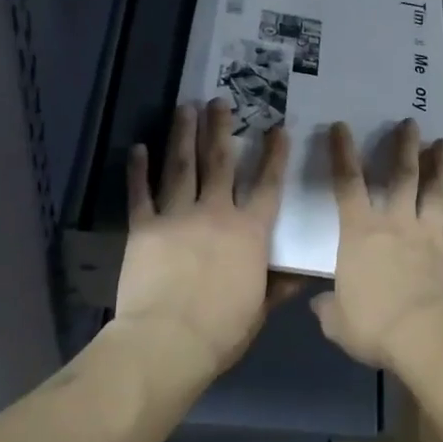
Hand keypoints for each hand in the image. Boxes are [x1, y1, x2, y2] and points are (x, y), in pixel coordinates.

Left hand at [113, 99, 297, 376]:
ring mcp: (177, 216)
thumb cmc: (221, 331)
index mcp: (249, 232)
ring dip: (184, 134)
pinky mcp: (145, 227)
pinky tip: (139, 148)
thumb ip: (279, 286)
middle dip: (221, 128)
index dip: (274, 156)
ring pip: (182, 166)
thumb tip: (304, 273)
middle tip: (221, 100)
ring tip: (186, 107)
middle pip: (221, 162)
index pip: (267, 186)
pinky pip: (141, 192)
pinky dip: (138, 170)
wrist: (167, 341)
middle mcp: (215, 213)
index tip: (277, 129)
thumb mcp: (259, 309)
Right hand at [311, 119, 442, 368]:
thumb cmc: (374, 324)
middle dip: (404, 147)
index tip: (341, 127)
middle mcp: (397, 224)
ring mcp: (431, 236)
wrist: (426, 336)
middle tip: (410, 123)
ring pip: (437, 193)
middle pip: (402, 177)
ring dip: (441, 167)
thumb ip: (328, 308)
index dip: (342, 154)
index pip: (348, 185)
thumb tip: (319, 304)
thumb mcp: (337, 321)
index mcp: (360, 234)